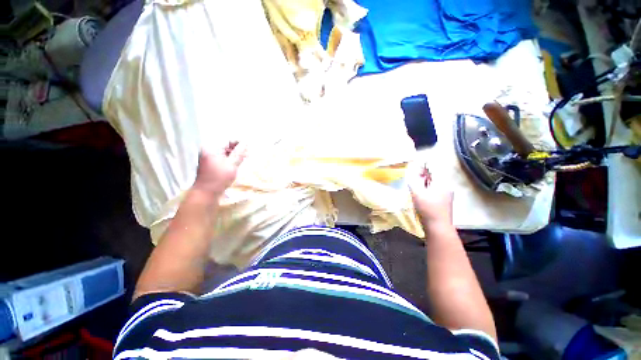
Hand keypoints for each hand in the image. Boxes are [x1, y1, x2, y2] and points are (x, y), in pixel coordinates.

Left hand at [193, 141, 246, 196]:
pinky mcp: (210, 165)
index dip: (238, 143)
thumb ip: (239, 153)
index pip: (226, 140)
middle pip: (225, 145)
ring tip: (244, 159)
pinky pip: (223, 158)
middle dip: (237, 149)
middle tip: (247, 154)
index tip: (247, 148)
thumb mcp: (232, 164)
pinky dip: (230, 160)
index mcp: (210, 148)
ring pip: (225, 152)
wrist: (206, 194)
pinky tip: (237, 164)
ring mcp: (208, 158)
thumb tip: (246, 142)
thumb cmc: (218, 178)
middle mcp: (207, 151)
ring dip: (235, 155)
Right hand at [406, 161, 453, 226]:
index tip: (415, 161)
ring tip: (416, 182)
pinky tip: (421, 191)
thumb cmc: (427, 208)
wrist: (438, 227)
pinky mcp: (444, 199)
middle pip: (435, 174)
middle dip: (424, 172)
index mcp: (443, 182)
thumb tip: (411, 171)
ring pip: (435, 181)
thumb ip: (414, 180)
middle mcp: (447, 185)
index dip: (425, 163)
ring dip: (425, 180)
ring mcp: (447, 193)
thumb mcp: (417, 193)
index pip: (434, 167)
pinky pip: (435, 188)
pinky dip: (427, 186)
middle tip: (413, 173)